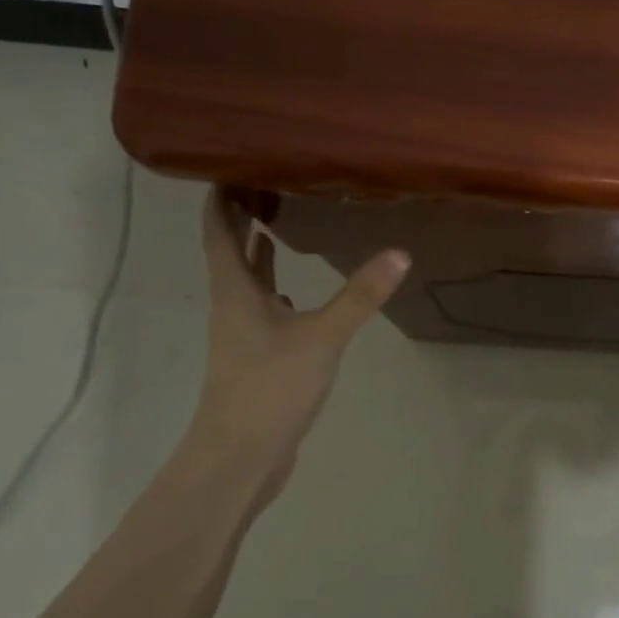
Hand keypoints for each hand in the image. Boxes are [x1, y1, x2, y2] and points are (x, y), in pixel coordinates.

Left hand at [185, 188, 409, 510]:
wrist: (241, 456)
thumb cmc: (269, 388)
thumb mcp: (321, 338)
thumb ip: (359, 296)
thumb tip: (399, 253)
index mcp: (235, 291)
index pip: (219, 229)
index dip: (222, 195)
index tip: (235, 161)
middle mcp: (233, 306)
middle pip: (231, 250)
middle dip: (244, 217)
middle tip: (271, 182)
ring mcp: (244, 334)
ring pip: (248, 282)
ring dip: (259, 253)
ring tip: (284, 225)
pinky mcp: (259, 358)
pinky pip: (265, 310)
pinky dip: (277, 292)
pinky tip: (297, 294)